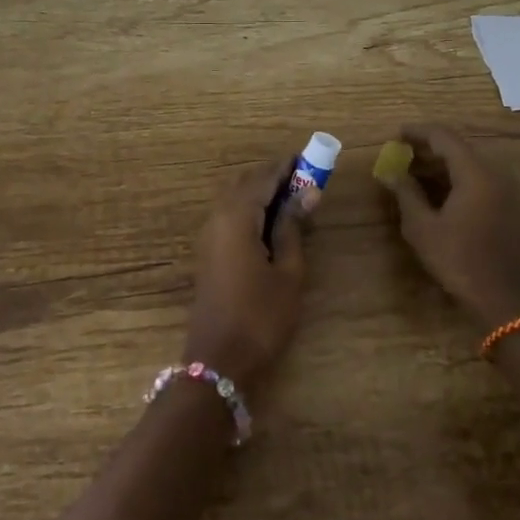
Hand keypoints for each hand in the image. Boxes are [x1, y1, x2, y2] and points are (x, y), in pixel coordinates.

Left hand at [183, 160, 306, 394]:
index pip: (263, 177)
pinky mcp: (208, 252)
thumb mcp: (288, 271)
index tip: (311, 158)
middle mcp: (216, 217)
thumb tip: (307, 193)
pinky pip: (230, 216)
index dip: (286, 166)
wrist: (219, 360)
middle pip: (245, 183)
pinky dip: (251, 210)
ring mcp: (208, 235)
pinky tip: (272, 224)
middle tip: (306, 179)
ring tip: (294, 200)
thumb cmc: (261, 316)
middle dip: (274, 177)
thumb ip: (294, 228)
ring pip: (235, 199)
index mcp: (236, 216)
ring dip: (262, 193)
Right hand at [380, 124, 519, 330]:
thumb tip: (391, 172)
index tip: (395, 134)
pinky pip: (479, 179)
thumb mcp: (423, 227)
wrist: (504, 297)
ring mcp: (506, 189)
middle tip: (400, 154)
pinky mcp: (508, 205)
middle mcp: (495, 172)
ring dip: (441, 164)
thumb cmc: (459, 259)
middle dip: (428, 148)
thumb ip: (406, 193)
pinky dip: (456, 178)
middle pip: (458, 148)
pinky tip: (436, 191)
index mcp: (475, 172)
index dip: (417, 132)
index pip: (443, 136)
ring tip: (412, 172)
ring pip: (469, 164)